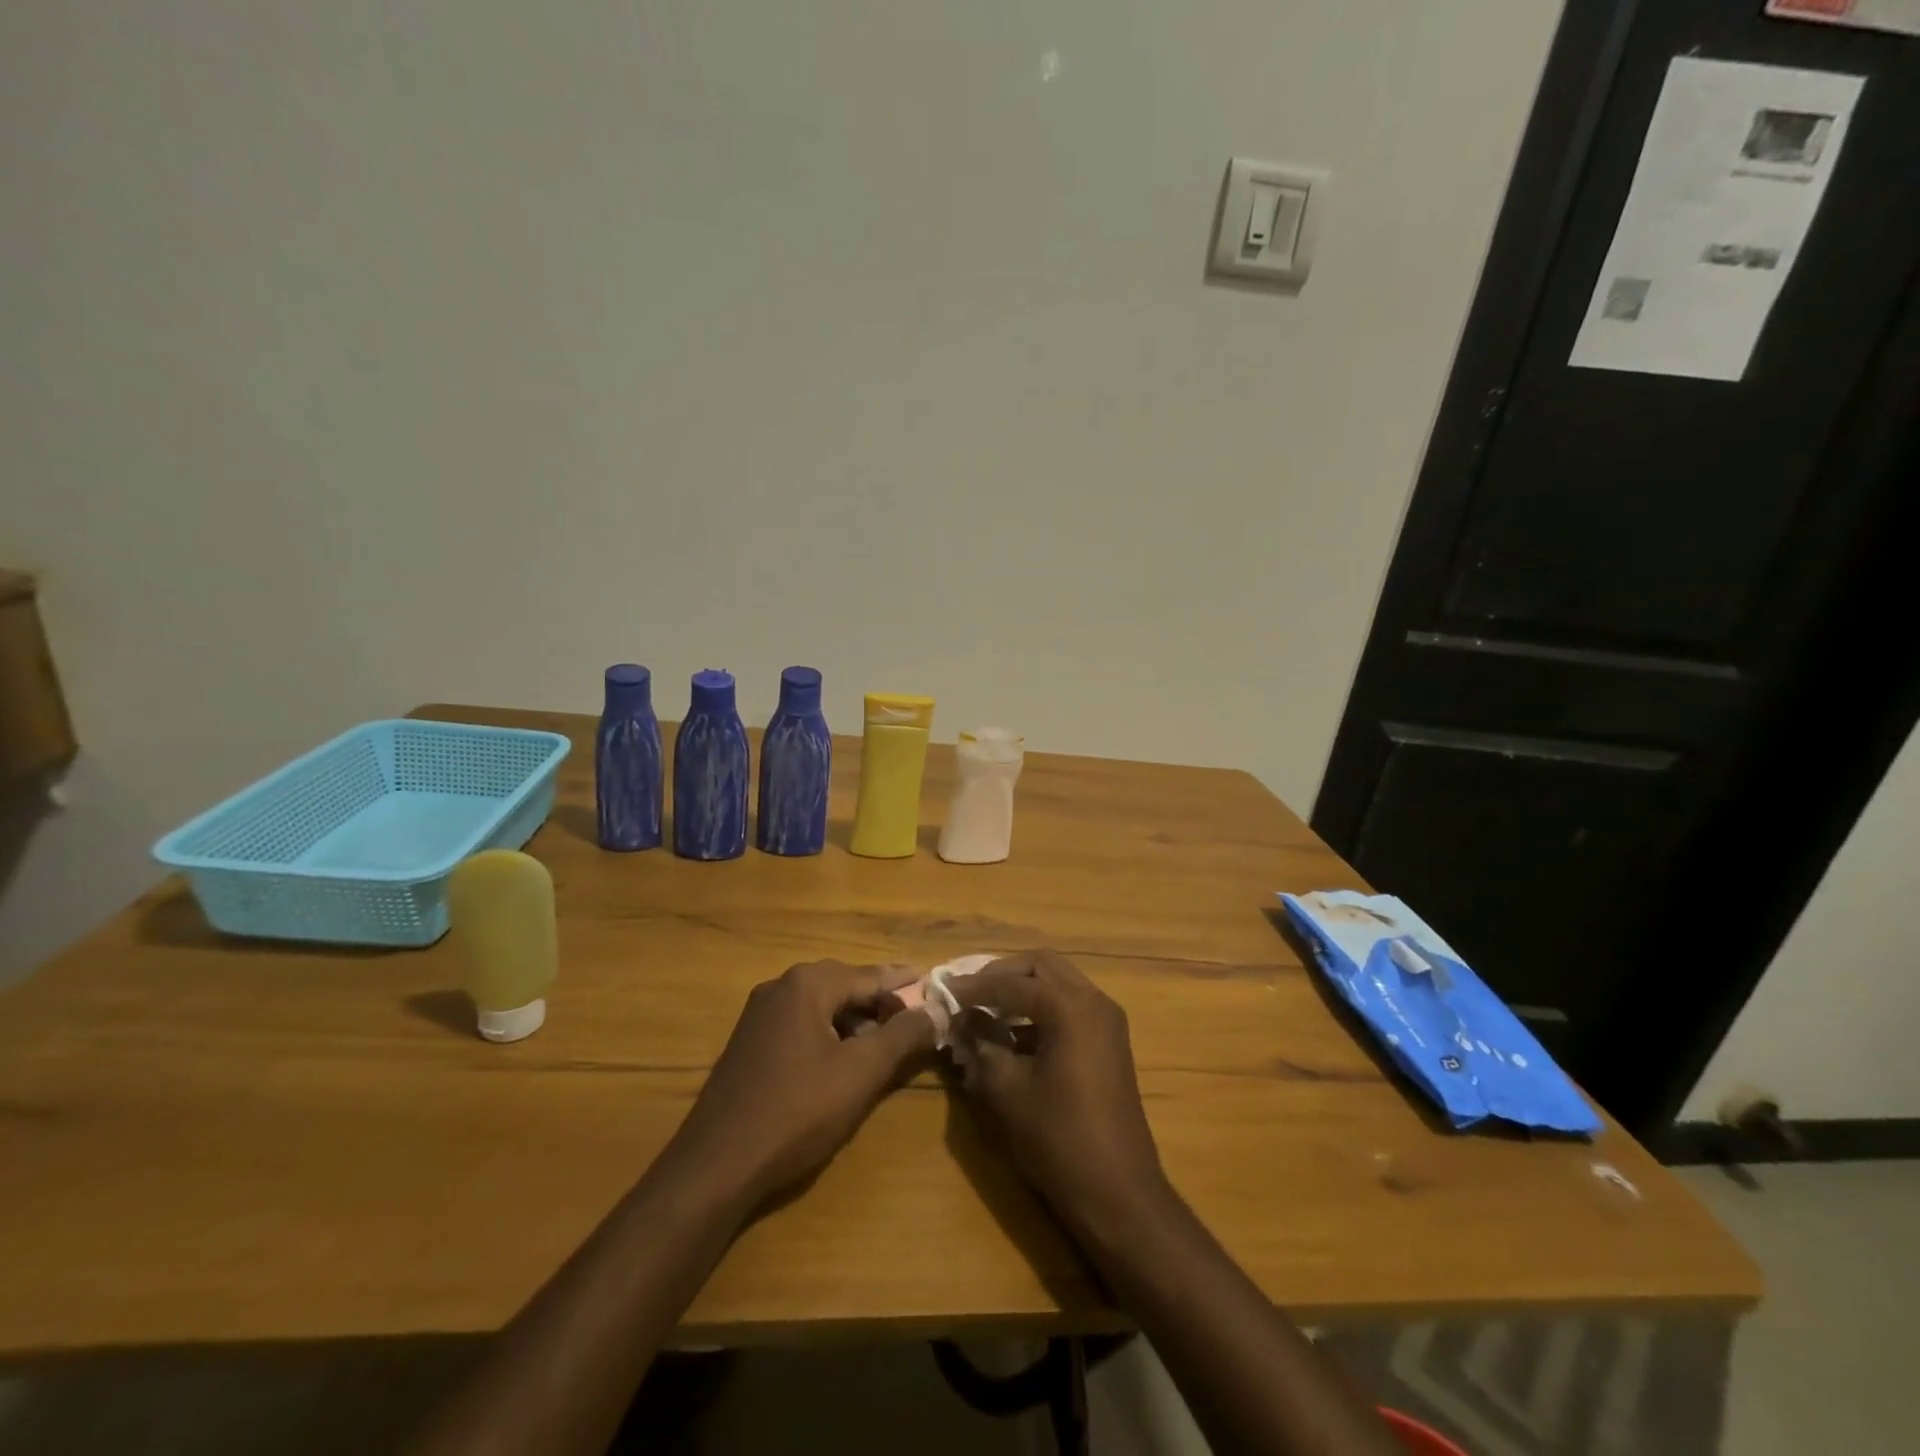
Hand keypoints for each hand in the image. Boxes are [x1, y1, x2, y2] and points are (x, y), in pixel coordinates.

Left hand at [665, 961, 934, 1207]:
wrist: (715, 1166)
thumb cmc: (796, 1112)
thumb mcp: (860, 1073)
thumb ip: (902, 1035)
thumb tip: (936, 1008)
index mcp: (807, 984)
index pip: (871, 975)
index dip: (907, 987)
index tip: (938, 995)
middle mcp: (780, 987)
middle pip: (846, 985)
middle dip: (882, 1004)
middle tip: (916, 1023)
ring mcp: (759, 1014)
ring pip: (823, 1006)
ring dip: (856, 1021)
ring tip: (885, 1047)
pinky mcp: (749, 1042)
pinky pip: (801, 1025)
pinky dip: (830, 1035)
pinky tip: (843, 1064)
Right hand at [947, 950, 1169, 1234]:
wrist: (1118, 1194)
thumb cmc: (1059, 1140)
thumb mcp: (1007, 1091)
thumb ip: (980, 1045)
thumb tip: (961, 1020)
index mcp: (1071, 1007)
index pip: (1012, 982)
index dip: (973, 987)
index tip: (942, 991)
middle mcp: (1094, 1001)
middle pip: (1041, 966)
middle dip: (1001, 974)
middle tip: (967, 992)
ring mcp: (1106, 1021)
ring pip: (1057, 983)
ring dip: (1021, 990)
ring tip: (983, 1010)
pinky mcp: (1108, 1042)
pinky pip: (1069, 1006)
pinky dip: (1039, 1009)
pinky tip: (1011, 1034)